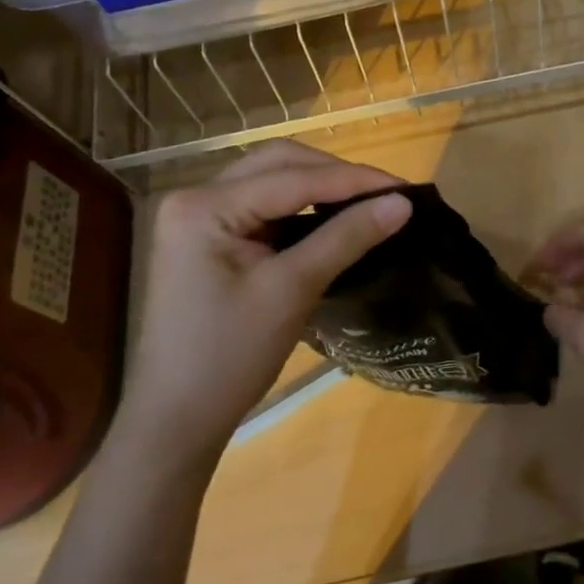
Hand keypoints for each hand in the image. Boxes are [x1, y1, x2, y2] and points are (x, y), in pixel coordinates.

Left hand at [127, 141, 411, 463]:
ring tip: (366, 201)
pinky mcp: (207, 238)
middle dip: (335, 173)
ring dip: (318, 185)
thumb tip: (403, 204)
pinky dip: (299, 207)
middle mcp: (194, 197)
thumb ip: (346, 238)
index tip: (406, 188)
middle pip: (277, 164)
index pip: (293, 177)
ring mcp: (197, 217)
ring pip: (270, 180)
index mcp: (204, 206)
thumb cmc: (229, 357)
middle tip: (386, 193)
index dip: (354, 180)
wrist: (177, 420)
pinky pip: (262, 206)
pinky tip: (331, 217)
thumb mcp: (292, 291)